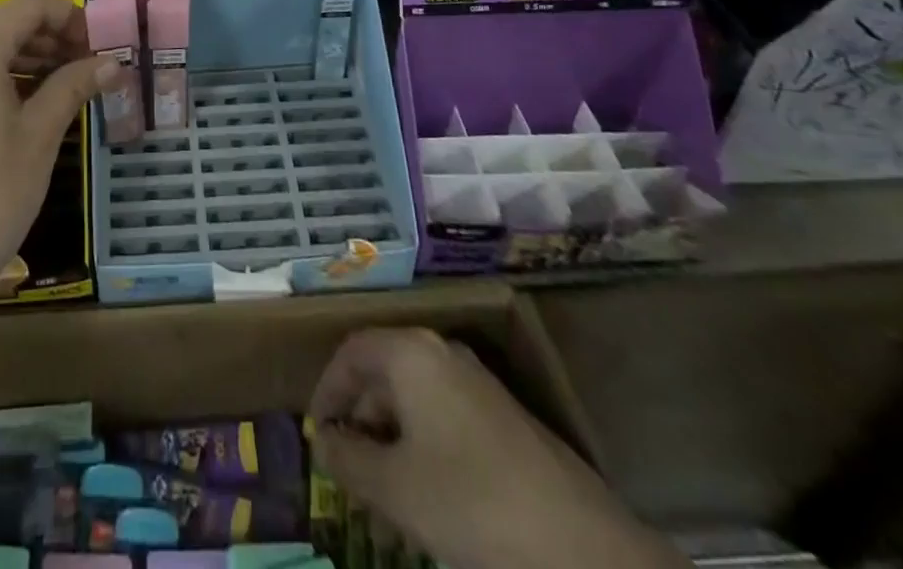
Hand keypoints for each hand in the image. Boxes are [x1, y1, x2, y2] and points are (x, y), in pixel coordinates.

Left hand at [0, 0, 124, 306]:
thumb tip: (113, 62)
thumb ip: (74, 86)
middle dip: (54, 37)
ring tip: (73, 83)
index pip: (28, 6)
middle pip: (8, 24)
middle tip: (94, 64)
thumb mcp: (41, 135)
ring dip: (34, 58)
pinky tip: (38, 104)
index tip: (101, 43)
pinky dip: (9, 78)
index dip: (69, 16)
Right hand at [310, 330, 681, 568]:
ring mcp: (478, 388)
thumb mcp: (395, 488)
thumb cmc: (472, 504)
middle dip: (360, 423)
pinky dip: (423, 455)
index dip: (327, 390)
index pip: (352, 352)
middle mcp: (443, 357)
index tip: (317, 436)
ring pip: (415, 405)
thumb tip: (322, 441)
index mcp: (412, 354)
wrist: (585, 551)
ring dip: (390, 446)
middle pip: (383, 375)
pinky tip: (426, 508)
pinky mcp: (505, 424)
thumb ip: (348, 459)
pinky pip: (445, 425)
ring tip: (382, 503)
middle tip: (347, 475)